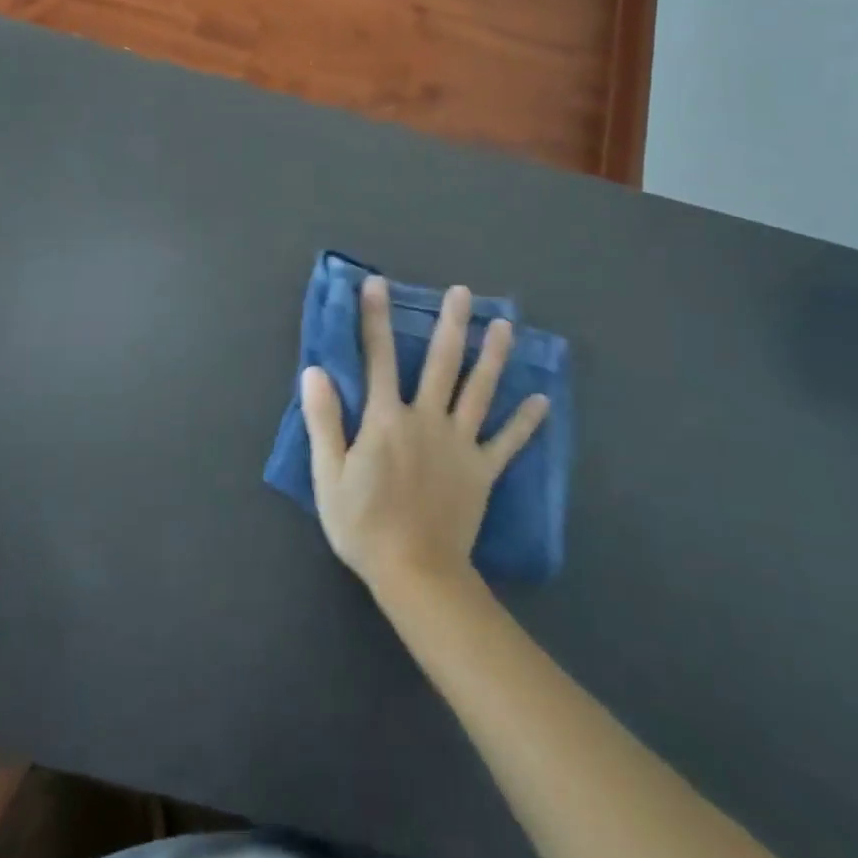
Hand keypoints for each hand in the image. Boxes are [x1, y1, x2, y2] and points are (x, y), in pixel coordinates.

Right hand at [301, 278, 548, 595]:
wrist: (416, 574)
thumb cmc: (363, 525)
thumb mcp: (328, 474)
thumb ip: (324, 420)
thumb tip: (315, 371)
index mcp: (386, 419)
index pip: (378, 357)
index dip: (375, 318)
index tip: (377, 284)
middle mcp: (427, 420)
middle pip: (442, 363)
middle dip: (450, 324)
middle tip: (463, 291)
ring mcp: (460, 445)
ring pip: (479, 391)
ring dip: (492, 356)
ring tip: (505, 326)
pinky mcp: (482, 471)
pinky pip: (507, 442)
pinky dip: (525, 421)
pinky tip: (542, 400)